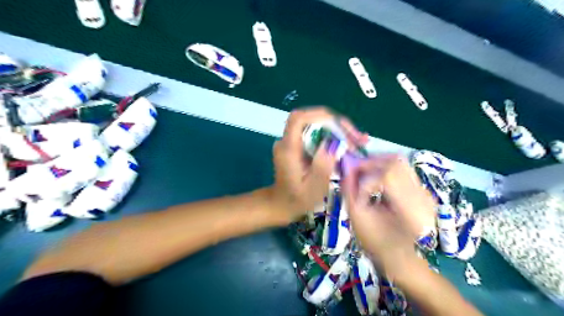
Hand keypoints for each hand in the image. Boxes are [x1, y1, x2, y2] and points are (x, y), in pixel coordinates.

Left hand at [271, 107, 368, 221]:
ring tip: (357, 140)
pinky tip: (348, 144)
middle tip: (357, 137)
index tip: (342, 126)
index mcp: (288, 149)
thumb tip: (334, 142)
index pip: (299, 119)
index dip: (320, 115)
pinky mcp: (298, 145)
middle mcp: (287, 141)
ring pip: (315, 125)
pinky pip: (316, 134)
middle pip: (311, 119)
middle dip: (336, 124)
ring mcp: (292, 141)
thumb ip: (322, 166)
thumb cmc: (297, 200)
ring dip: (337, 129)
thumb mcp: (313, 188)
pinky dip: (332, 136)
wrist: (282, 203)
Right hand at [339, 157, 434, 274]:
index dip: (366, 173)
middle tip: (356, 169)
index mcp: (410, 210)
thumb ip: (350, 190)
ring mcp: (425, 192)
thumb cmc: (376, 242)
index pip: (388, 175)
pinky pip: (402, 169)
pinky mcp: (422, 191)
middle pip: (396, 163)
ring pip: (400, 163)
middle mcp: (423, 197)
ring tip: (364, 172)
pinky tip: (374, 177)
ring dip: (378, 163)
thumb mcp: (357, 218)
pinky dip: (385, 168)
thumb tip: (345, 168)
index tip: (351, 179)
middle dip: (372, 162)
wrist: (399, 256)